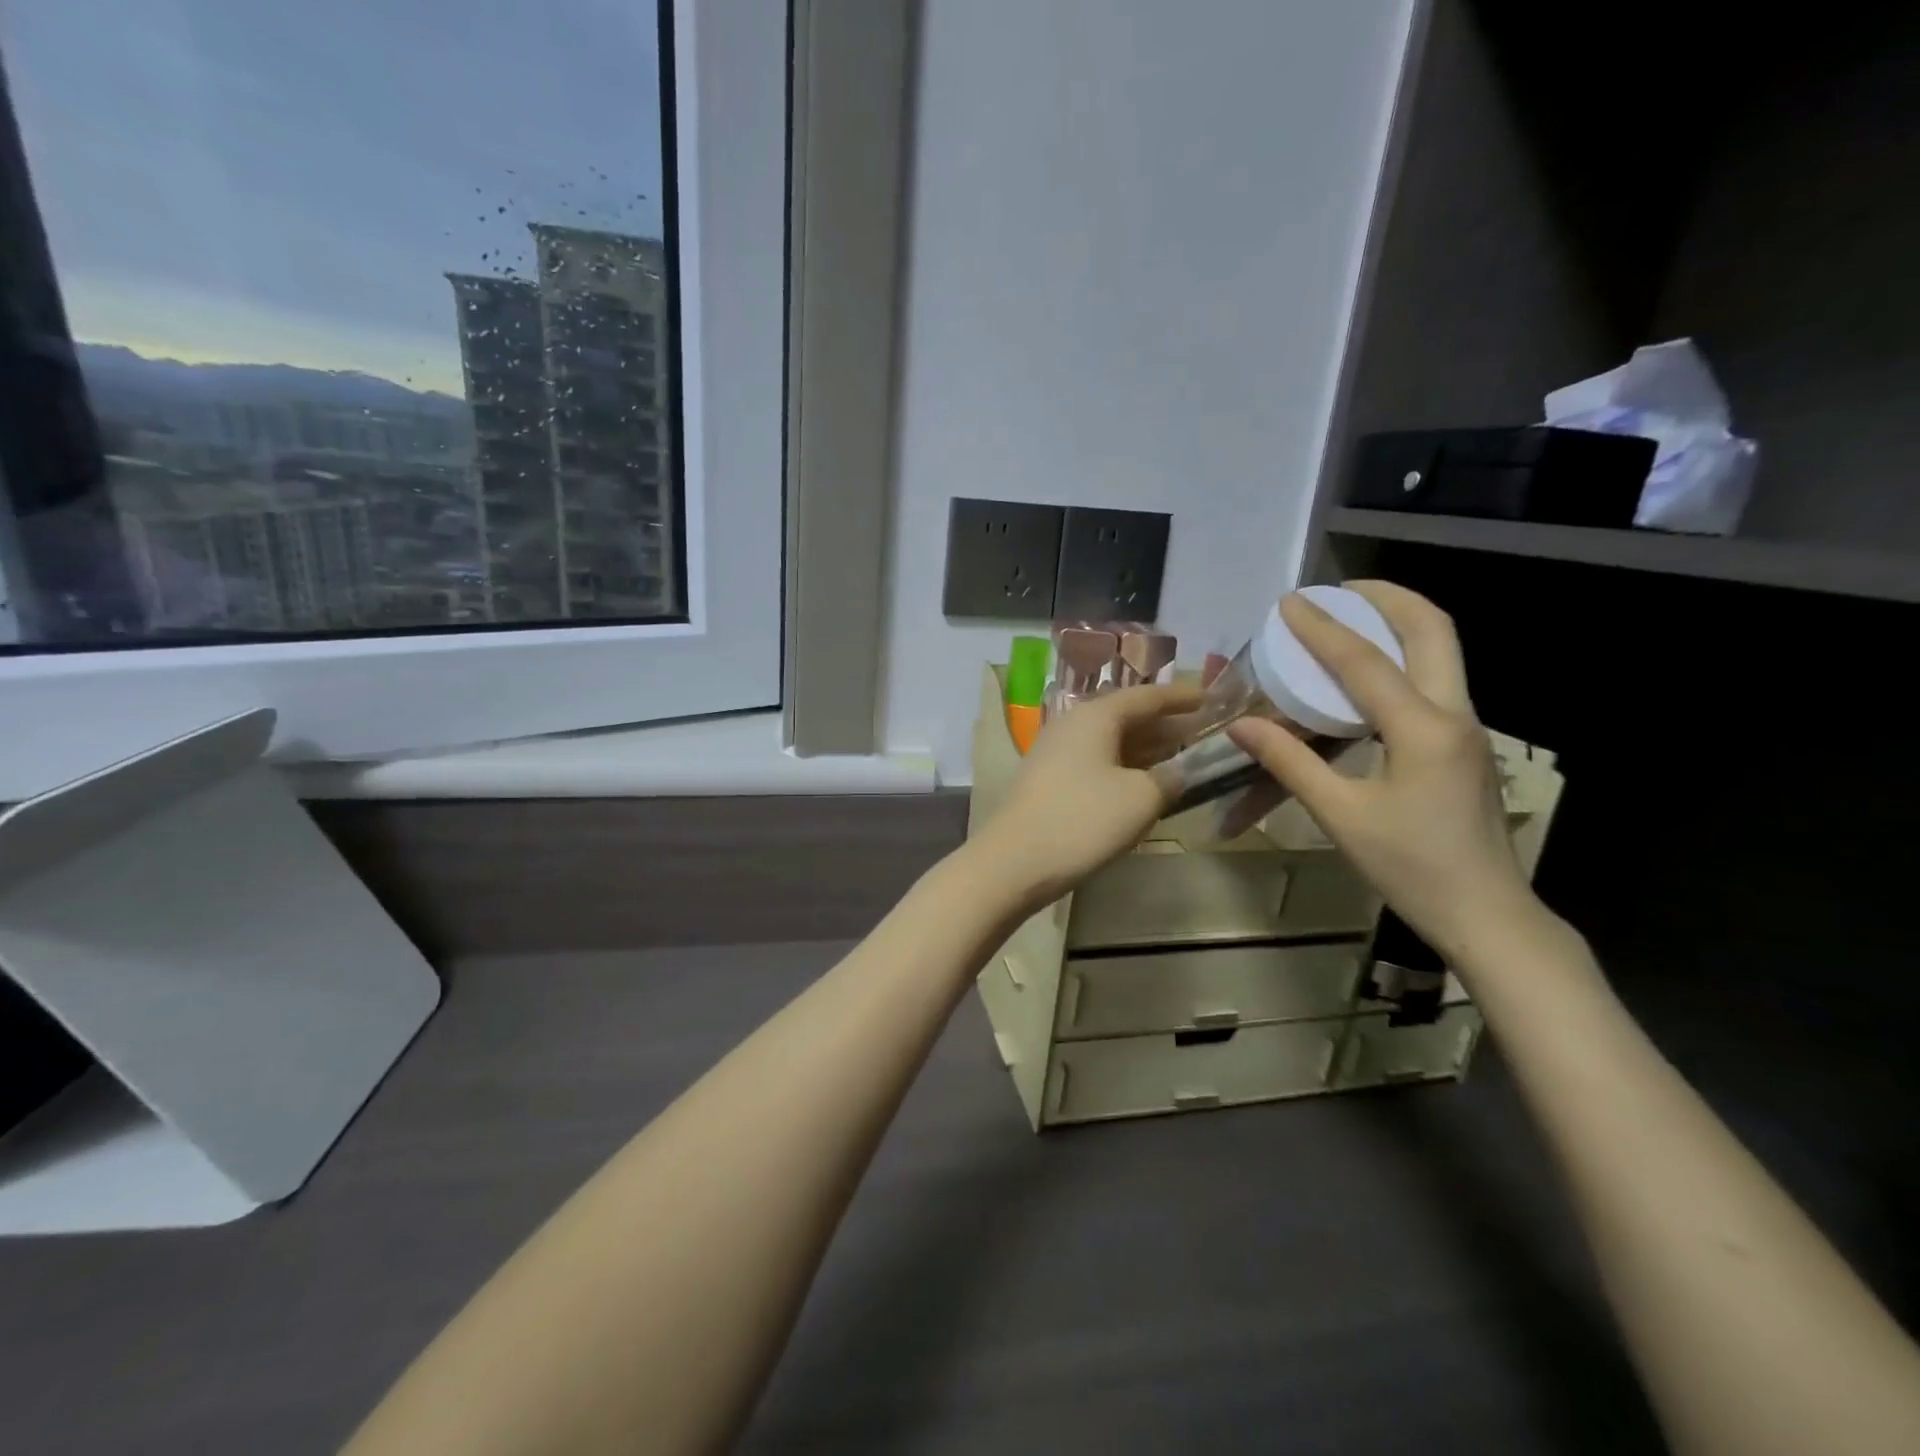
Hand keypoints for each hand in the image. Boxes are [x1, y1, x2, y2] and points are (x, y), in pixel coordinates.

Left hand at [974, 681, 1200, 908]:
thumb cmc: (1082, 821)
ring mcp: (1055, 752)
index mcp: (1095, 716)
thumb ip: (1169, 779)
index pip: (1147, 696)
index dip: (1182, 697)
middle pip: (1127, 715)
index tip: (1212, 698)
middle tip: (1203, 732)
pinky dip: (1124, 766)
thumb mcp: (1140, 799)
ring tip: (1181, 757)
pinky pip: (1096, 761)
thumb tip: (1176, 773)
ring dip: (1146, 748)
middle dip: (1166, 724)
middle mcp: (1072, 724)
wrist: (1013, 862)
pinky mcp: (1048, 779)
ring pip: (1111, 740)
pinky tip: (1142, 784)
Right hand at [1226, 582, 1545, 961]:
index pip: (1366, 662)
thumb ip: (1291, 763)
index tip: (1289, 602)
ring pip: (1442, 651)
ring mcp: (1466, 728)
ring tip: (1350, 617)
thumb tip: (1244, 725)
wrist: (1486, 913)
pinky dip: (1400, 658)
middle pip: (1434, 630)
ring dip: (1398, 622)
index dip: (1323, 628)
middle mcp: (1454, 714)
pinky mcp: (1463, 745)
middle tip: (1341, 588)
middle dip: (1388, 597)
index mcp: (1423, 730)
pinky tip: (1365, 676)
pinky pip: (1434, 680)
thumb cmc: (1411, 868)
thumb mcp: (1342, 816)